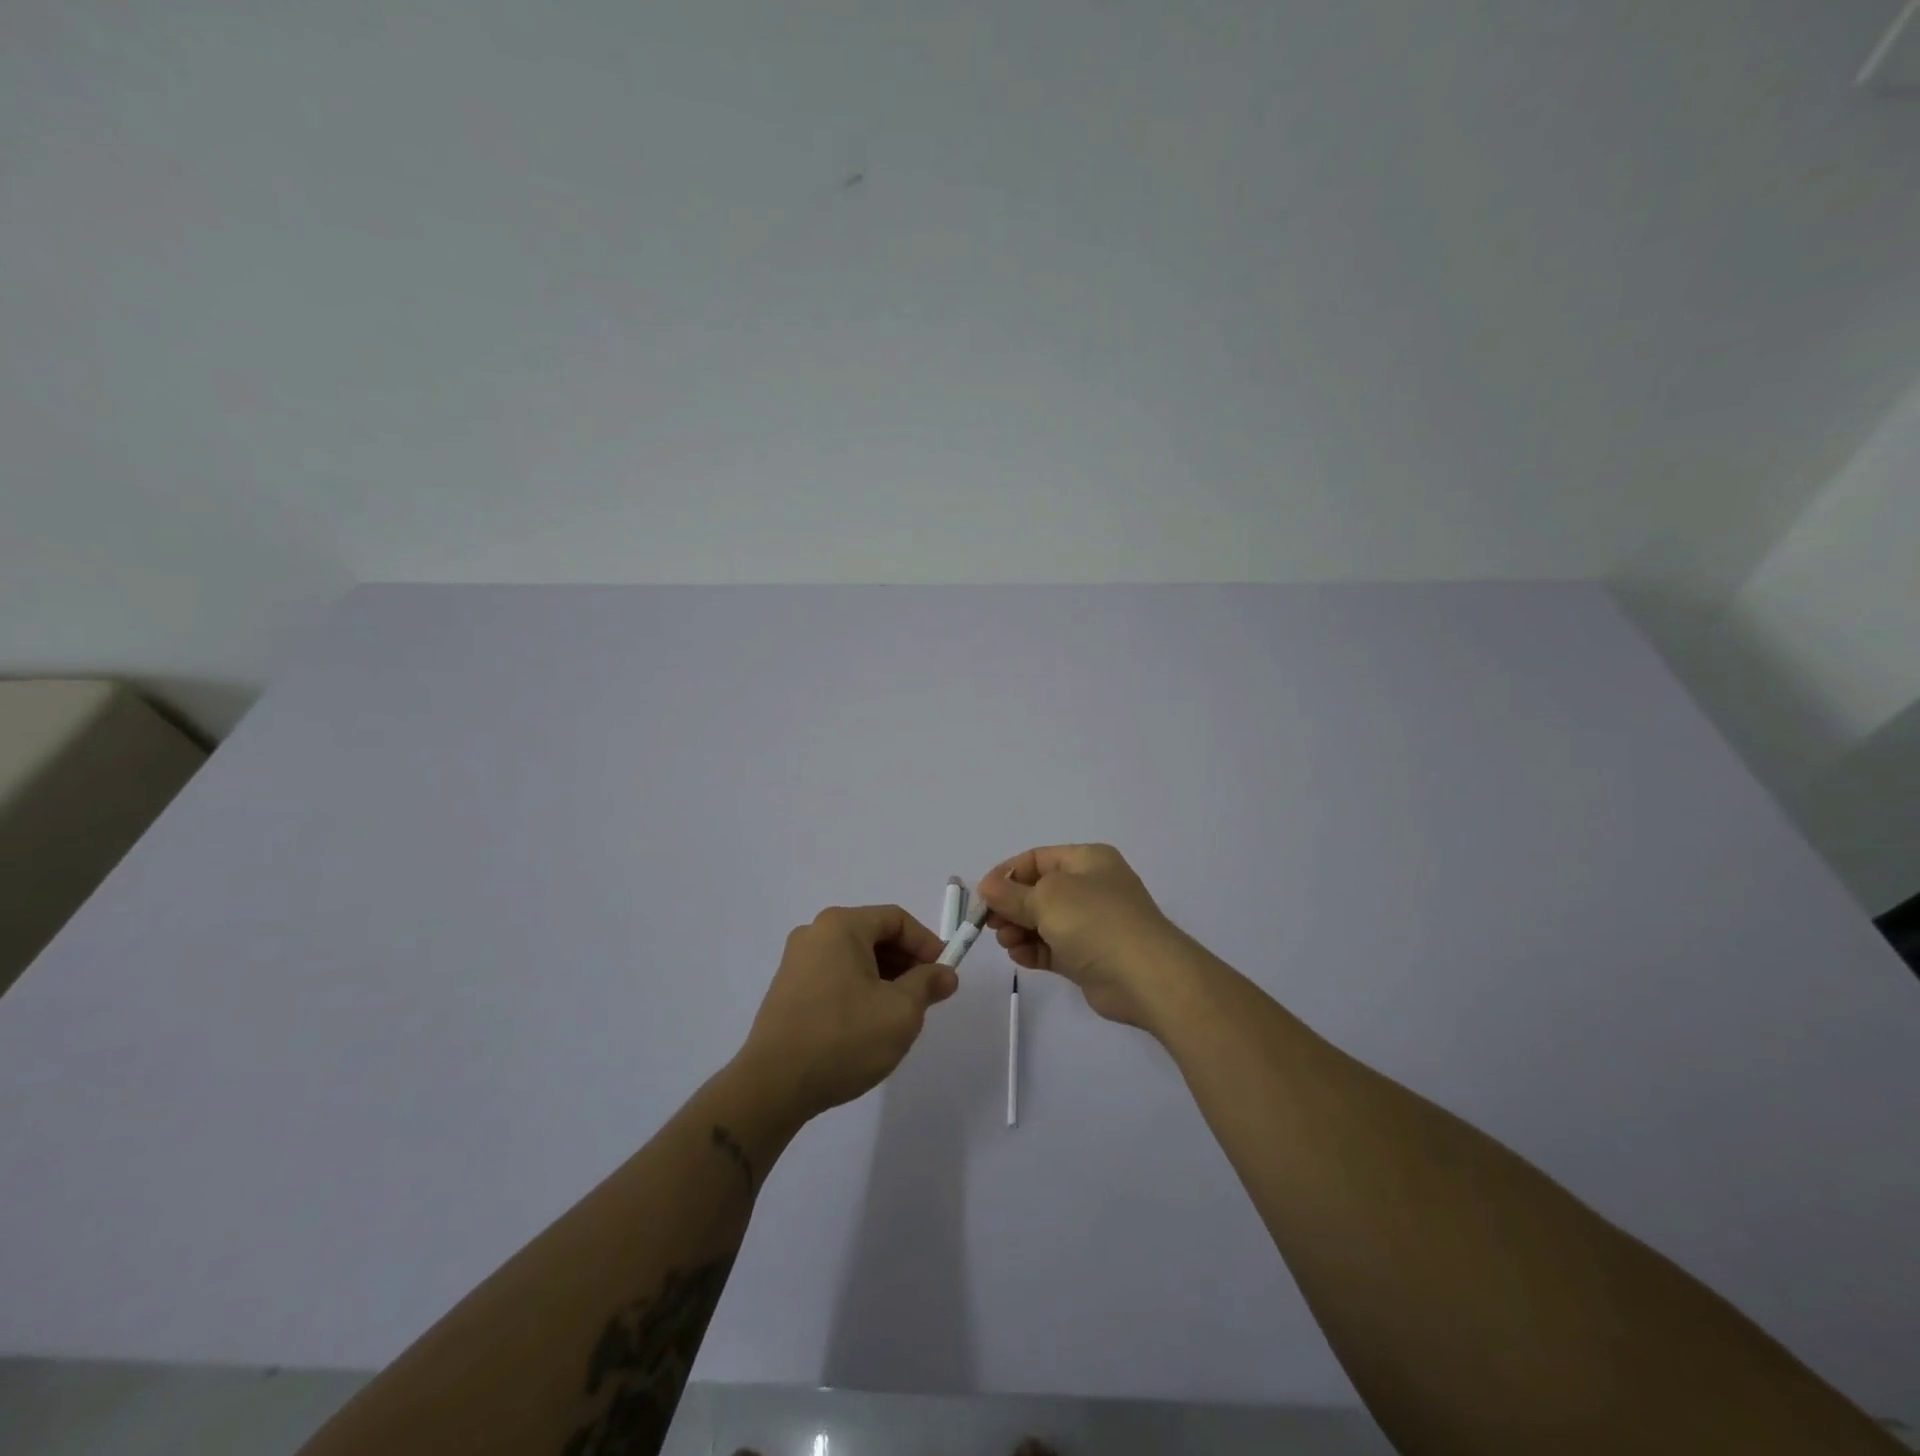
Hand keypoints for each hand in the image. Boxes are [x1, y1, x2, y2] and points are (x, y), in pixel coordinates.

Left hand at [736, 905, 957, 1120]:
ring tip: (899, 1014)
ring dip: (884, 978)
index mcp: (841, 926)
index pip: (896, 919)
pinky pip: (834, 976)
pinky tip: (867, 1024)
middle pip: (873, 935)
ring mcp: (796, 962)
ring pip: (854, 958)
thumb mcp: (901, 1012)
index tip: (944, 974)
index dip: (927, 943)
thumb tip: (945, 974)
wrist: (773, 1086)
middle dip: (906, 962)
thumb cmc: (844, 1038)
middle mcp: (814, 933)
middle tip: (926, 995)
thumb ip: (928, 984)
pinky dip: (859, 989)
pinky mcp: (787, 990)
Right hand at [972, 844, 1187, 1030]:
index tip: (983, 895)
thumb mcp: (1047, 898)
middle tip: (990, 923)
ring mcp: (1091, 924)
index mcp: (1087, 860)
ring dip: (1019, 930)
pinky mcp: (1088, 956)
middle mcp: (1090, 887)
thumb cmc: (1095, 921)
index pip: (1037, 859)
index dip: (1007, 873)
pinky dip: (1034, 950)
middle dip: (1011, 905)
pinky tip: (1019, 957)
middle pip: (1038, 891)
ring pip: (1043, 921)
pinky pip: (1053, 948)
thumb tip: (986, 887)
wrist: (1146, 976)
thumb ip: (1012, 894)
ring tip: (1007, 942)